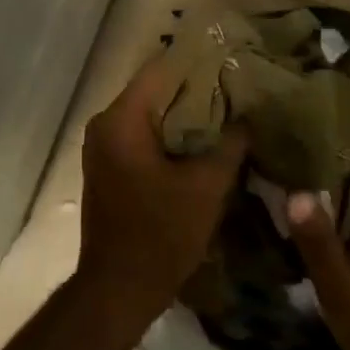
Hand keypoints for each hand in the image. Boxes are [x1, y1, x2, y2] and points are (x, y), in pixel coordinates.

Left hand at [77, 54, 248, 323]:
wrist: (119, 289)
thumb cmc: (161, 234)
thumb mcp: (206, 188)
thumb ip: (230, 145)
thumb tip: (247, 119)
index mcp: (122, 119)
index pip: (160, 70)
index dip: (197, 62)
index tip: (230, 60)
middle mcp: (104, 124)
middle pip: (154, 91)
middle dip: (194, 89)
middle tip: (235, 87)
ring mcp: (102, 146)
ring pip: (149, 114)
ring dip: (183, 114)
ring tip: (225, 112)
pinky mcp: (107, 167)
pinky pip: (141, 136)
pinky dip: (168, 135)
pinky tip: (200, 142)